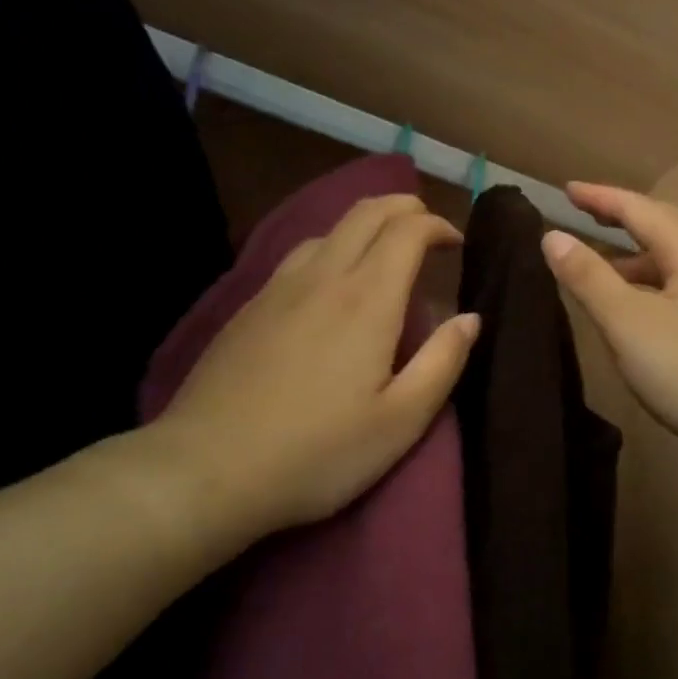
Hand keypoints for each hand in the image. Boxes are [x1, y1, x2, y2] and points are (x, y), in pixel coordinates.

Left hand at [139, 195, 479, 562]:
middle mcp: (323, 278)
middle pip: (366, 213)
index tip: (457, 244)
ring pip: (329, 230)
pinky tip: (331, 284)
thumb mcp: (401, 421)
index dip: (437, 226)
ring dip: (366, 226)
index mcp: (367, 300)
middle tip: (428, 228)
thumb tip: (471, 318)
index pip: (407, 231)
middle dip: (404, 208)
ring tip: (385, 253)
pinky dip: (331, 248)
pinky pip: (299, 255)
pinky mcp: (249, 308)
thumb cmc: (319, 452)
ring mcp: (278, 289)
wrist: (206, 470)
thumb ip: (443, 362)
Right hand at [544, 183, 677, 473]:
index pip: (641, 210)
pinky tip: (643, 314)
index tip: (567, 189)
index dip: (602, 197)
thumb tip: (552, 235)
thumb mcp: (630, 323)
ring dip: (638, 256)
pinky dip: (654, 286)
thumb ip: (590, 278)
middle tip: (588, 215)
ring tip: (604, 269)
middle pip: (667, 228)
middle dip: (625, 217)